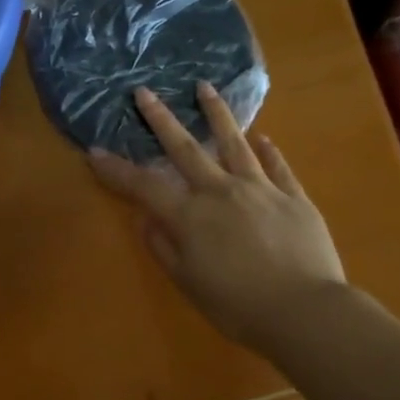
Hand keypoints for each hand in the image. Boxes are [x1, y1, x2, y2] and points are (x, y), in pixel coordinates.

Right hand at [89, 83, 344, 358]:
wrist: (305, 311)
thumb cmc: (237, 306)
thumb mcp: (188, 283)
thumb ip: (163, 248)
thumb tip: (144, 219)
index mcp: (190, 216)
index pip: (144, 186)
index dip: (117, 170)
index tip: (94, 152)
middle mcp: (221, 192)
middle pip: (186, 149)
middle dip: (161, 119)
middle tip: (144, 92)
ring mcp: (261, 190)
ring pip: (235, 143)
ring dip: (216, 114)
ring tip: (205, 88)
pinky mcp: (294, 198)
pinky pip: (278, 167)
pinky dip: (269, 151)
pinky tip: (263, 138)